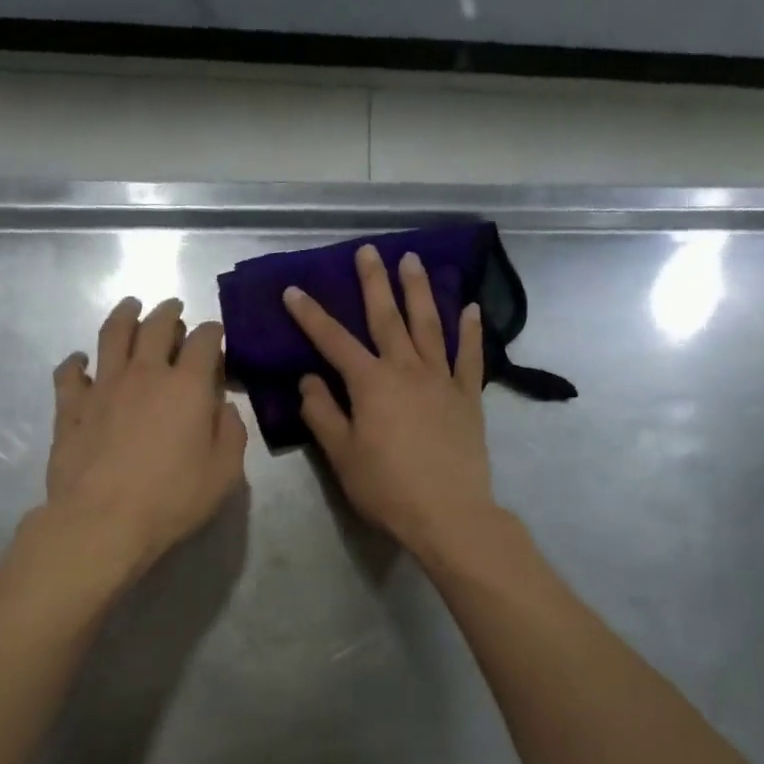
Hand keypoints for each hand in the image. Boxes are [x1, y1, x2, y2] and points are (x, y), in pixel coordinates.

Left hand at [45, 296, 247, 574]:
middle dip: (168, 311)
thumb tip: (222, 406)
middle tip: (173, 307)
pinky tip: (80, 361)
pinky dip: (75, 361)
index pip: (203, 341)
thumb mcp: (224, 473)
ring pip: (112, 335)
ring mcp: (102, 386)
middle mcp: (144, 374)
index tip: (214, 333)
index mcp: (186, 386)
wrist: (102, 520)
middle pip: (155, 326)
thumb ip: (231, 433)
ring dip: (124, 315)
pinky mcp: (70, 406)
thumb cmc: (171, 499)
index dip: (212, 331)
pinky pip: (69, 372)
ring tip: (130, 306)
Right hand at [283, 244, 497, 558]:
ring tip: (414, 260)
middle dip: (375, 283)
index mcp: (370, 384)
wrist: (447, 513)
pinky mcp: (468, 397)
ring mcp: (442, 381)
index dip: (311, 315)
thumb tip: (309, 380)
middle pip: (387, 318)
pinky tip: (469, 308)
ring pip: (429, 326)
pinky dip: (469, 331)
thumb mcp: (341, 455)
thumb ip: (322, 413)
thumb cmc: (386, 488)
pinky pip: (470, 357)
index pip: (333, 341)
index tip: (294, 289)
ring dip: (420, 291)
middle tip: (369, 251)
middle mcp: (406, 370)